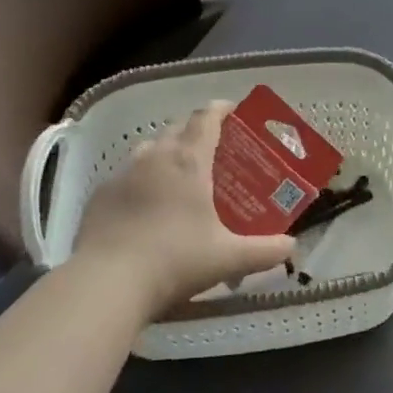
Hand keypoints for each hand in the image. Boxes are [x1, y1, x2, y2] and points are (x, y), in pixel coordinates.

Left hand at [72, 102, 295, 319]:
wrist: (105, 283)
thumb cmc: (174, 260)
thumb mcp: (228, 259)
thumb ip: (264, 251)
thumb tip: (293, 247)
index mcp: (189, 161)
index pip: (206, 117)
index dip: (221, 109)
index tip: (234, 111)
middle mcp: (155, 156)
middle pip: (178, 127)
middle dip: (196, 131)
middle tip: (213, 150)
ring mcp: (123, 174)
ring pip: (149, 148)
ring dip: (166, 152)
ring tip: (179, 174)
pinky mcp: (100, 195)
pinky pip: (126, 175)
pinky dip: (141, 179)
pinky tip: (146, 206)